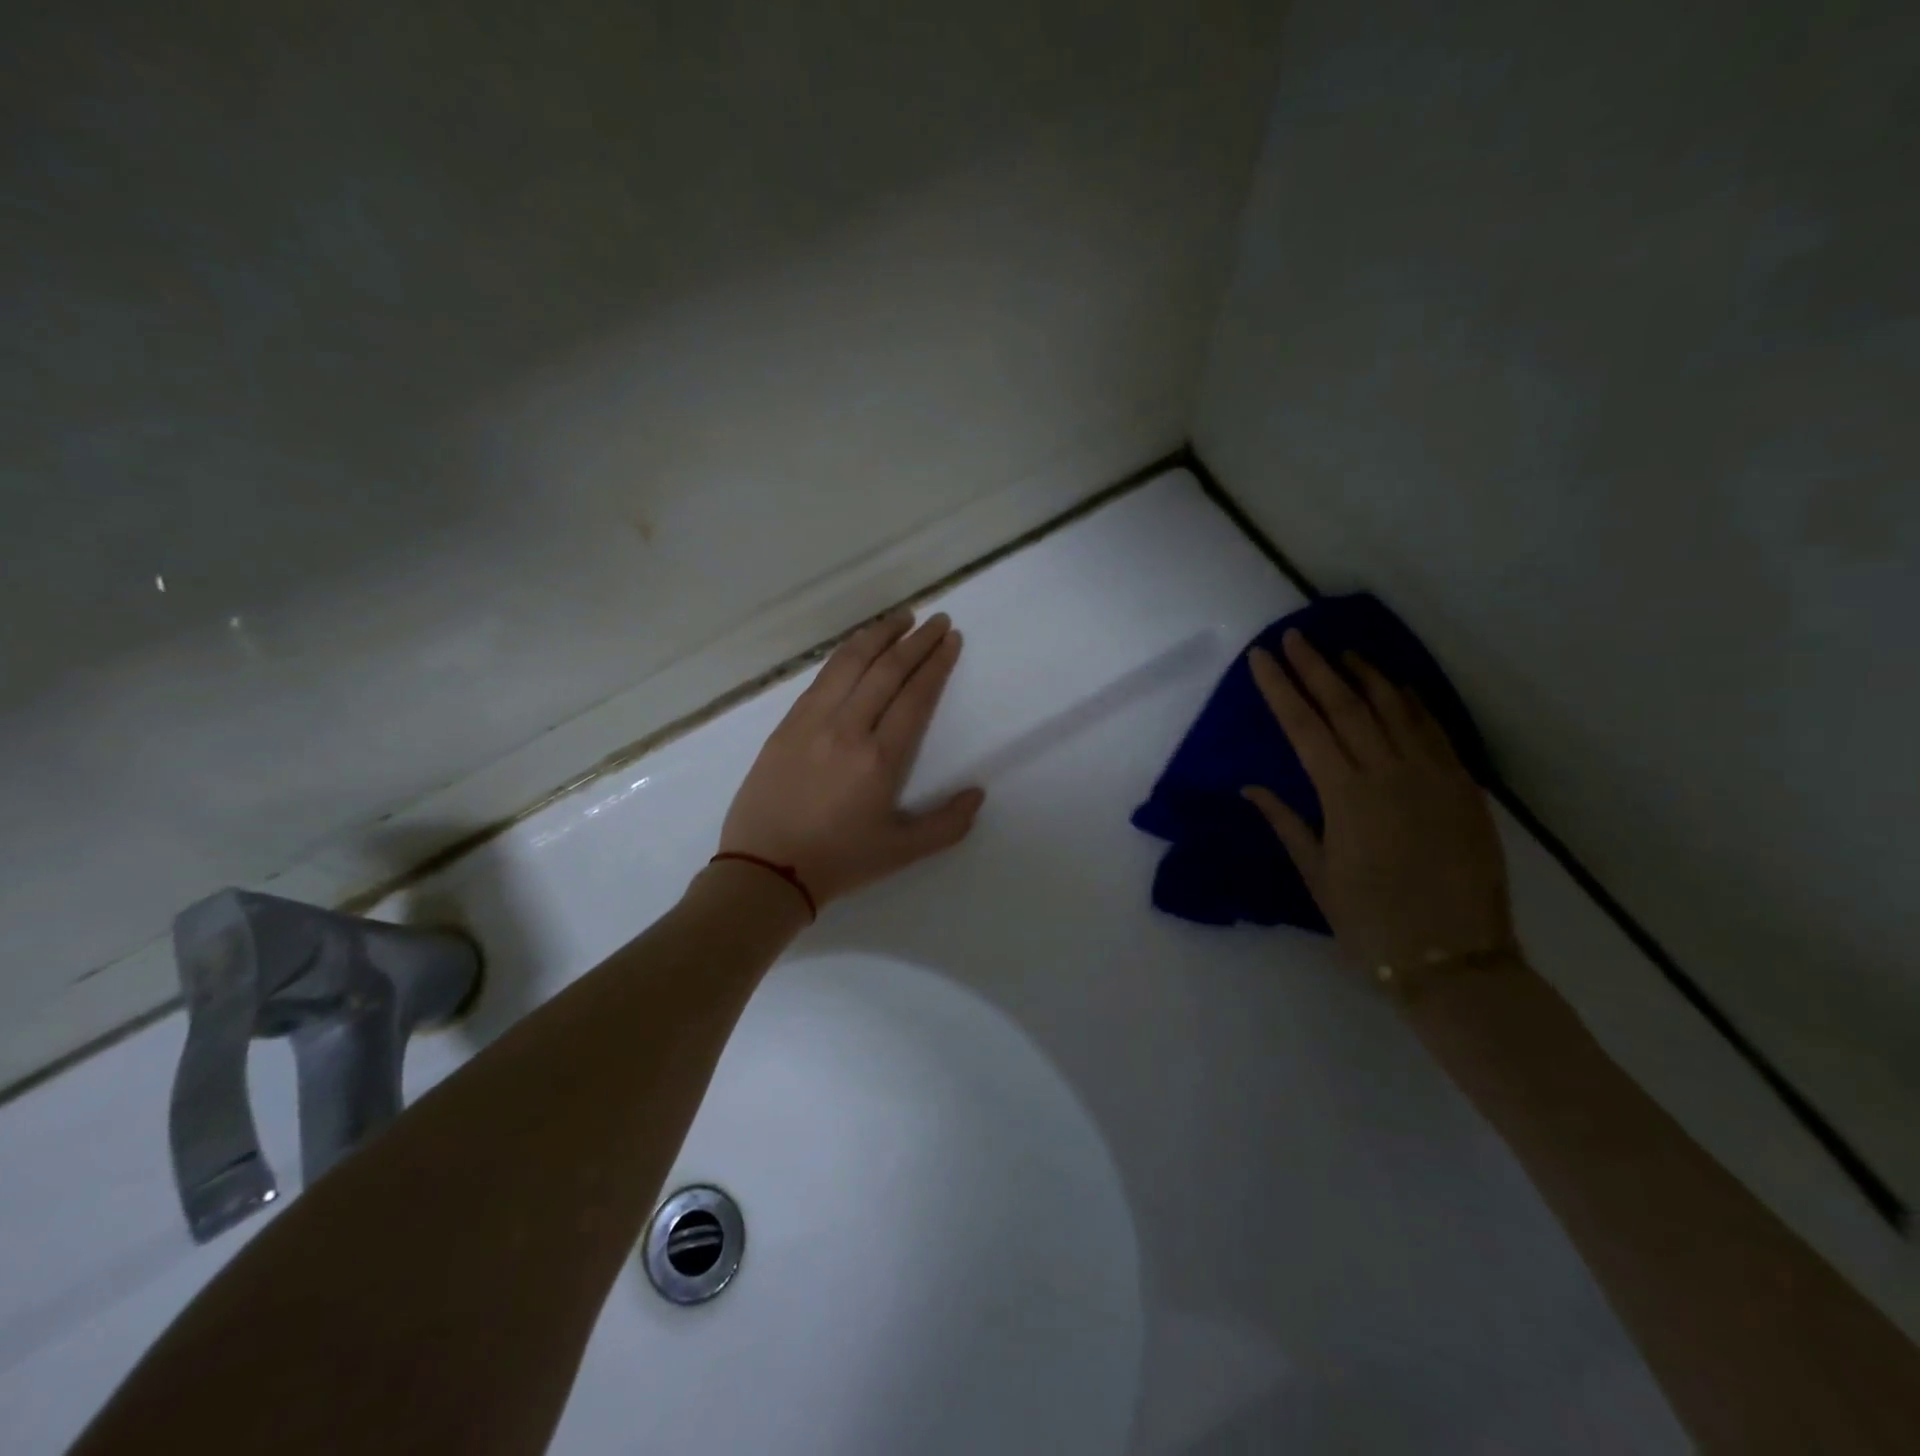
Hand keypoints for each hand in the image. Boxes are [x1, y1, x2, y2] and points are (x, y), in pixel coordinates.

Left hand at [718, 608, 984, 907]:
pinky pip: (822, 677)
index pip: (915, 696)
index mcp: (879, 758)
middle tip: (937, 619)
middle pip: (887, 670)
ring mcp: (812, 721)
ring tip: (901, 617)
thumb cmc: (839, 861)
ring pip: (850, 663)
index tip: (950, 639)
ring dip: (879, 635)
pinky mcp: (787, 723)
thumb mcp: (902, 852)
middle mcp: (847, 728)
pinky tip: (858, 646)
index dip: (936, 663)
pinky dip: (845, 653)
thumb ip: (947, 824)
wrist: (765, 869)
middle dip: (916, 640)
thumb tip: (978, 794)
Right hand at [1243, 629, 1512, 969]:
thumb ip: (1286, 823)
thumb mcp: (1317, 876)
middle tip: (1296, 637)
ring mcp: (1431, 776)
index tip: (1262, 658)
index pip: (1304, 727)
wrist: (1455, 960)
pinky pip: (1435, 731)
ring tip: (1342, 650)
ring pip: (1394, 709)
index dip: (1280, 688)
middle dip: (1316, 667)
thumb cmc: (1371, 922)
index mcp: (1345, 796)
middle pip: (1346, 706)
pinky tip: (1398, 686)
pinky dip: (1413, 703)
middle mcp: (1387, 774)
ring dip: (1365, 675)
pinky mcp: (1463, 788)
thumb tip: (1251, 788)